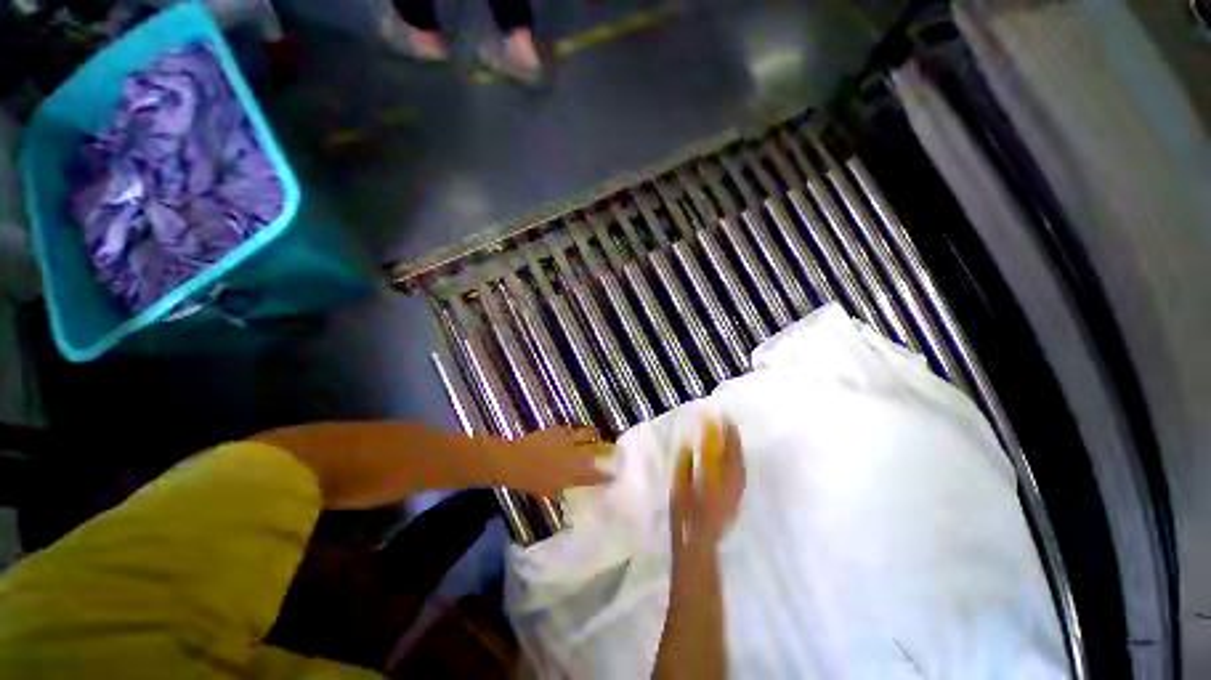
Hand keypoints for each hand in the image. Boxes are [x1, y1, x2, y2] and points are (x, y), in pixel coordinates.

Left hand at [488, 426, 612, 496]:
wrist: (513, 461)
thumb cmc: (529, 481)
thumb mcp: (548, 491)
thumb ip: (562, 489)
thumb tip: (569, 488)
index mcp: (573, 473)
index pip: (596, 475)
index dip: (607, 476)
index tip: (614, 476)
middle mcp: (574, 455)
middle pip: (595, 448)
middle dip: (605, 448)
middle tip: (608, 449)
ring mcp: (567, 440)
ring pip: (586, 433)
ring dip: (592, 435)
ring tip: (595, 436)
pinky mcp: (557, 430)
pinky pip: (571, 429)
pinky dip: (574, 431)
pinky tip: (572, 433)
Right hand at [671, 418, 745, 555]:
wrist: (699, 544)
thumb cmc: (684, 517)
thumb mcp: (678, 489)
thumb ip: (684, 466)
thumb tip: (687, 446)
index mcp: (711, 480)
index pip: (718, 452)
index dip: (720, 434)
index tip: (719, 420)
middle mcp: (727, 485)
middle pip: (733, 457)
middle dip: (732, 438)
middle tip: (730, 422)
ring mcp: (735, 493)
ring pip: (740, 466)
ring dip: (738, 448)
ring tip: (734, 435)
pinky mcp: (737, 500)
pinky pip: (742, 476)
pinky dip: (740, 462)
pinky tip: (737, 457)